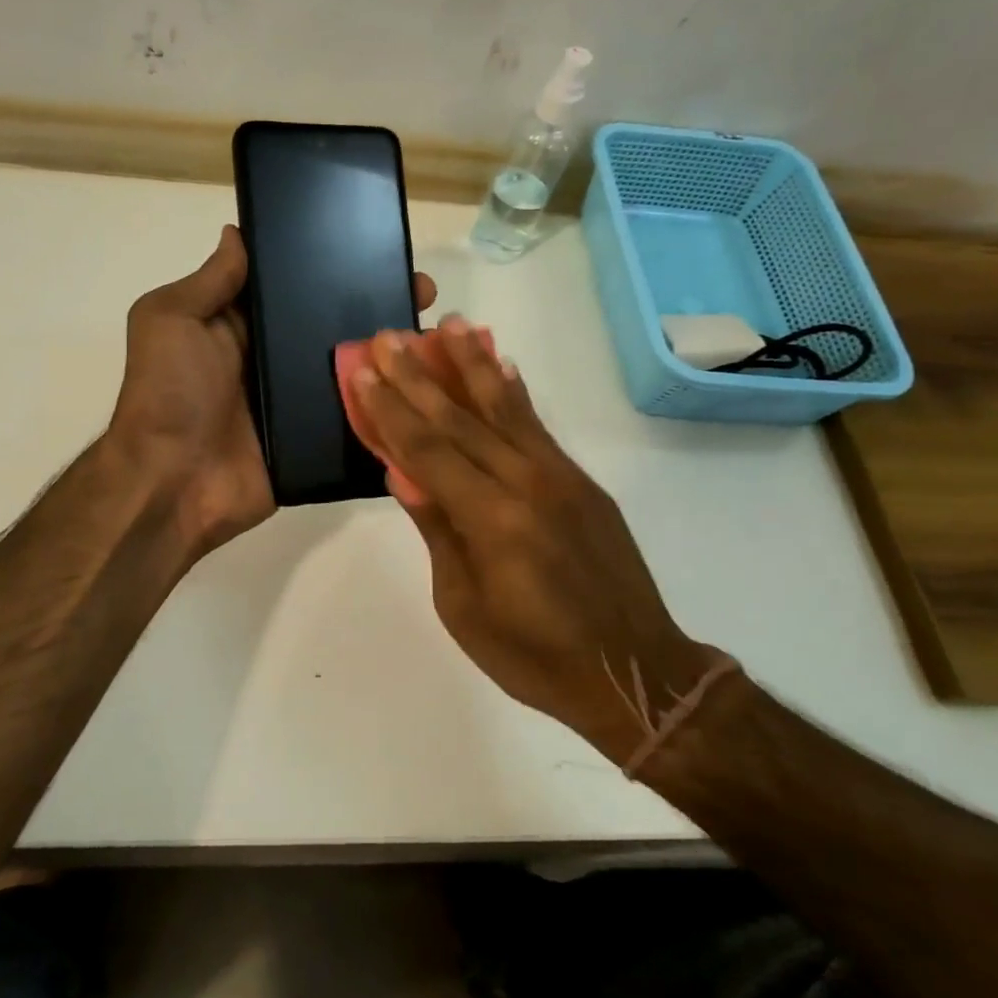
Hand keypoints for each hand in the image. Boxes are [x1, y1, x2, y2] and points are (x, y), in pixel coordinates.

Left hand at [108, 225, 435, 560]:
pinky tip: (428, 385)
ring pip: (352, 368)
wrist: (174, 483)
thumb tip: (238, 232)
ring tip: (435, 333)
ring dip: (390, 352)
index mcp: (243, 325)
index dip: (332, 265)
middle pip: (331, 324)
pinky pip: (356, 415)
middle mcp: (274, 359)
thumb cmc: (169, 393)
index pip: (295, 285)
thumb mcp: (171, 320)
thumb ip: (209, 281)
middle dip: (376, 304)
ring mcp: (298, 401)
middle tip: (424, 290)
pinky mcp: (314, 439)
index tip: (378, 246)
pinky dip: (387, 403)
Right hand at [349, 319, 732, 768]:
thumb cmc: (534, 656)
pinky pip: (538, 427)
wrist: (633, 672)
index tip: (363, 371)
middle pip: (461, 420)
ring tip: (447, 325)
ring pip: (505, 409)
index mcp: (492, 521)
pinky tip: (500, 364)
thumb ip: (438, 531)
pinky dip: (515, 392)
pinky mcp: (581, 482)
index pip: (428, 451)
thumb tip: (405, 474)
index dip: (391, 410)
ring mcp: (560, 478)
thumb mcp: (463, 606)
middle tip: (389, 336)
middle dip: (418, 376)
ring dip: (471, 365)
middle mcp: (527, 484)